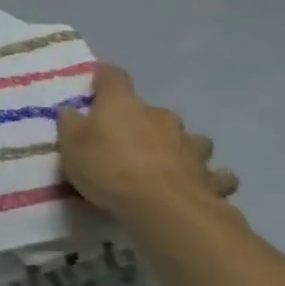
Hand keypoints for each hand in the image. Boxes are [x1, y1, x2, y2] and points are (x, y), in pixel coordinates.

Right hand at [56, 64, 238, 221]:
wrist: (165, 208)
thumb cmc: (109, 169)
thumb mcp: (71, 146)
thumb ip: (71, 125)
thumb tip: (72, 111)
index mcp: (124, 105)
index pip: (114, 77)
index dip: (105, 77)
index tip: (97, 81)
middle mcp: (161, 117)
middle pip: (153, 112)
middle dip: (143, 123)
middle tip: (128, 142)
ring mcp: (191, 146)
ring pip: (190, 139)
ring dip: (179, 147)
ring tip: (168, 164)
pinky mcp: (211, 177)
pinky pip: (214, 174)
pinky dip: (208, 177)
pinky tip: (200, 186)